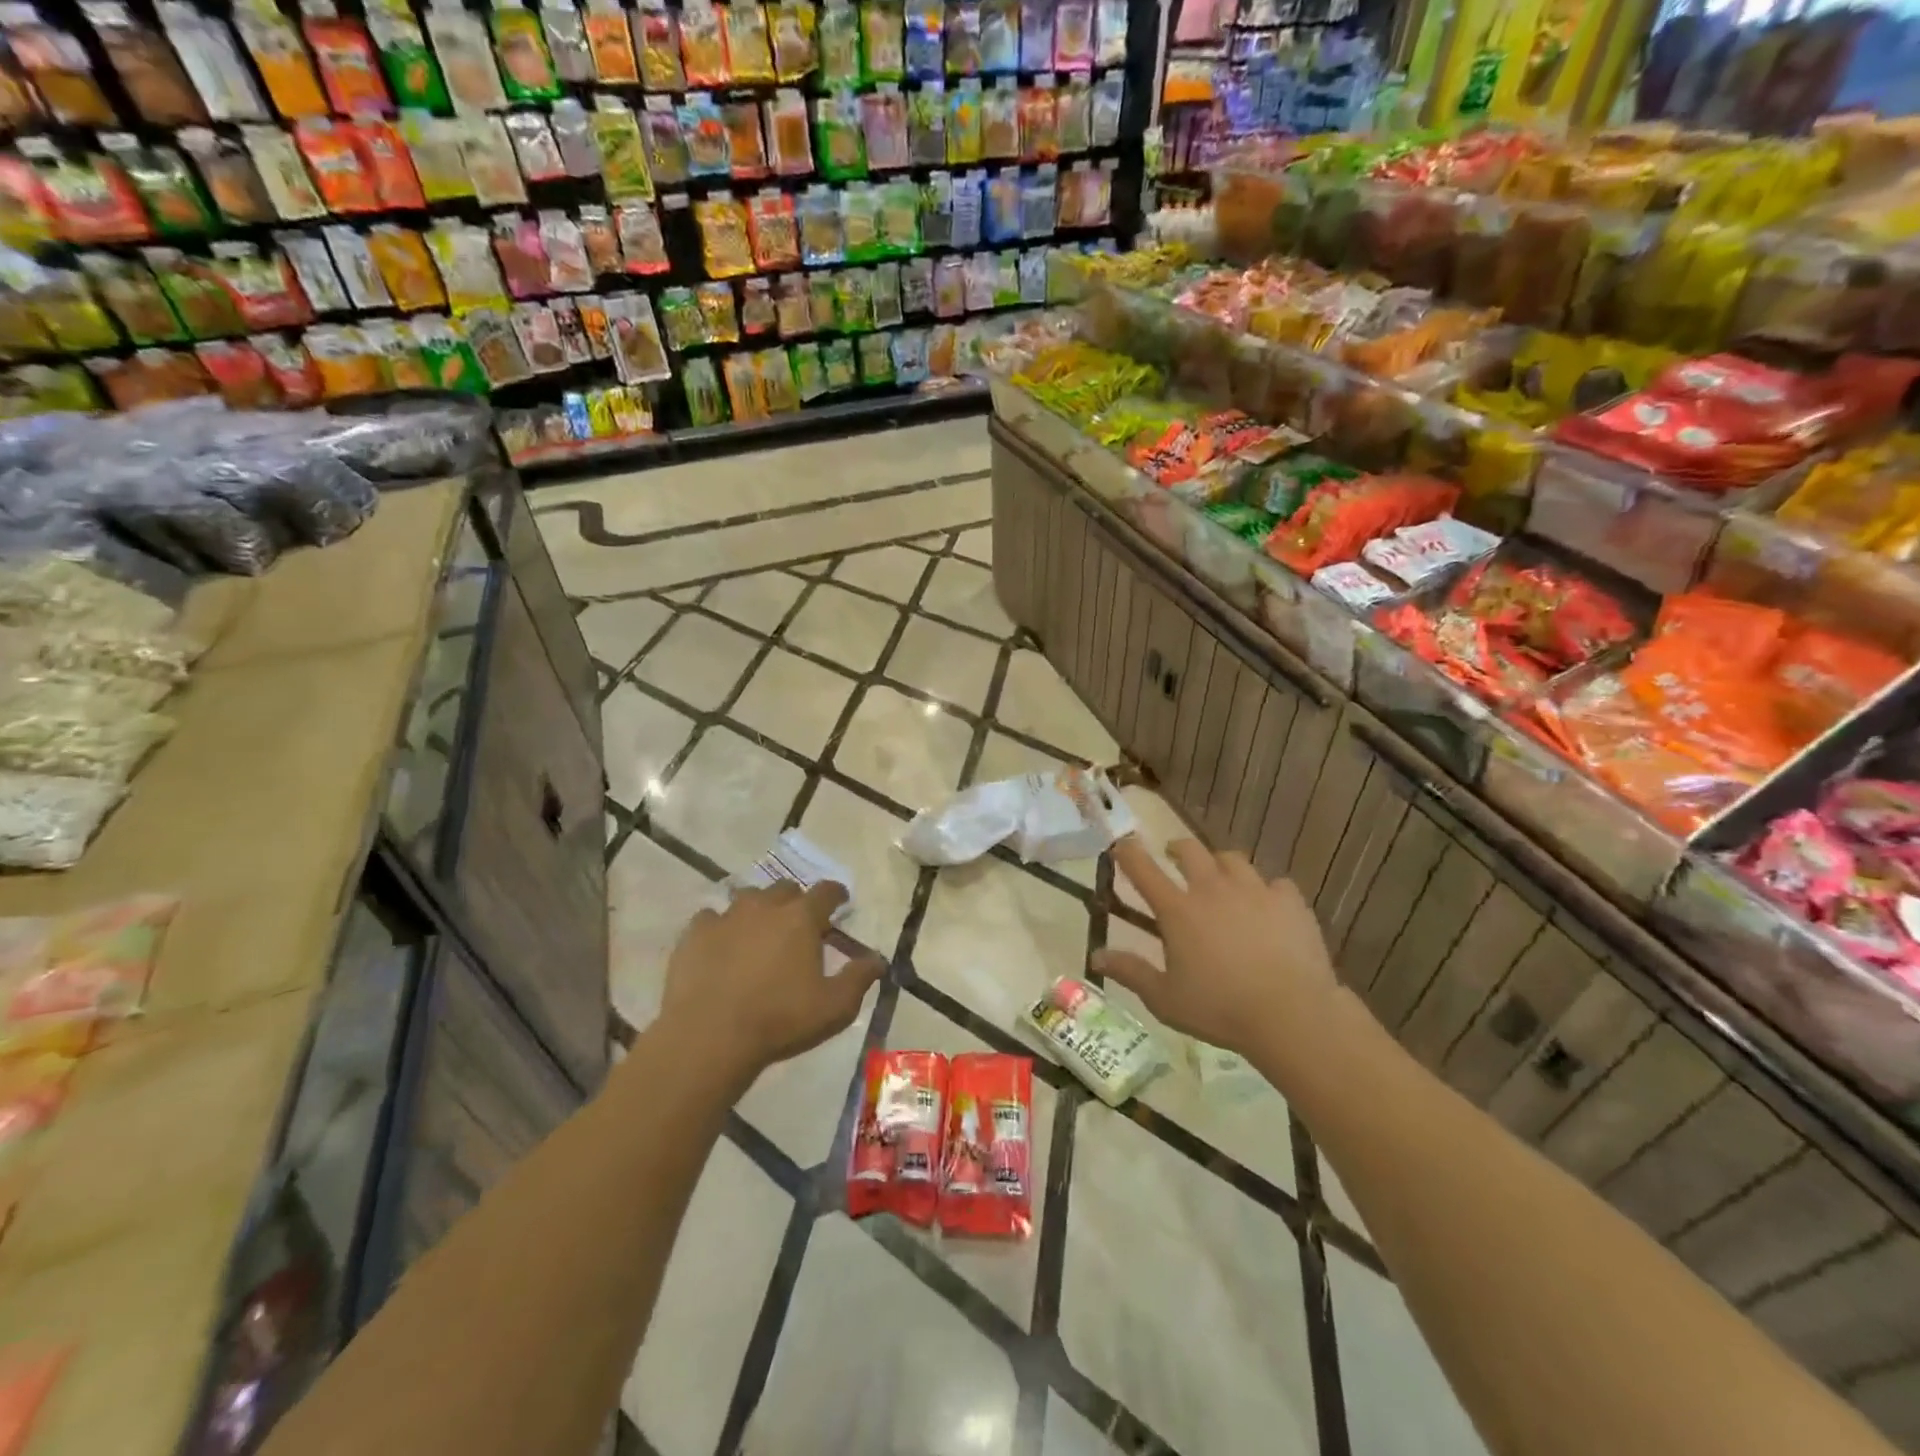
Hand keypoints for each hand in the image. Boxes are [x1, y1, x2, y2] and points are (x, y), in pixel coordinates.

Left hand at [659, 882, 884, 1079]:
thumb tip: (878, 959)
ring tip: (759, 933)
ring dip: (759, 909)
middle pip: (786, 889)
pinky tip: (721, 946)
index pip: (826, 891)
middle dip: (796, 902)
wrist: (709, 1036)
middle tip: (799, 926)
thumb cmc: (780, 1019)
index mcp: (802, 918)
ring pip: (747, 898)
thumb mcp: (834, 1007)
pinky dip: (720, 927)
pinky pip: (711, 918)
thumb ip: (860, 978)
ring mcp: (726, 916)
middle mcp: (765, 906)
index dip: (836, 894)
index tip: (840, 902)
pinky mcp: (695, 934)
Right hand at [1093, 837, 1335, 1058]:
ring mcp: (1254, 891)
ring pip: (1232, 859)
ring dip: (1220, 864)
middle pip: (1190, 850)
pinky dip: (1267, 891)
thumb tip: (1096, 956)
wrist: (1292, 1014)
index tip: (1122, 845)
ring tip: (1221, 878)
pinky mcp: (1289, 902)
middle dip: (1177, 849)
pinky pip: (1275, 884)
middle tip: (1174, 857)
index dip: (1129, 853)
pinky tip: (1268, 907)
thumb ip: (1131, 972)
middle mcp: (1213, 889)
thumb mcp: (1165, 999)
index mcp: (1178, 910)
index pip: (1144, 870)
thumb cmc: (1220, 1009)